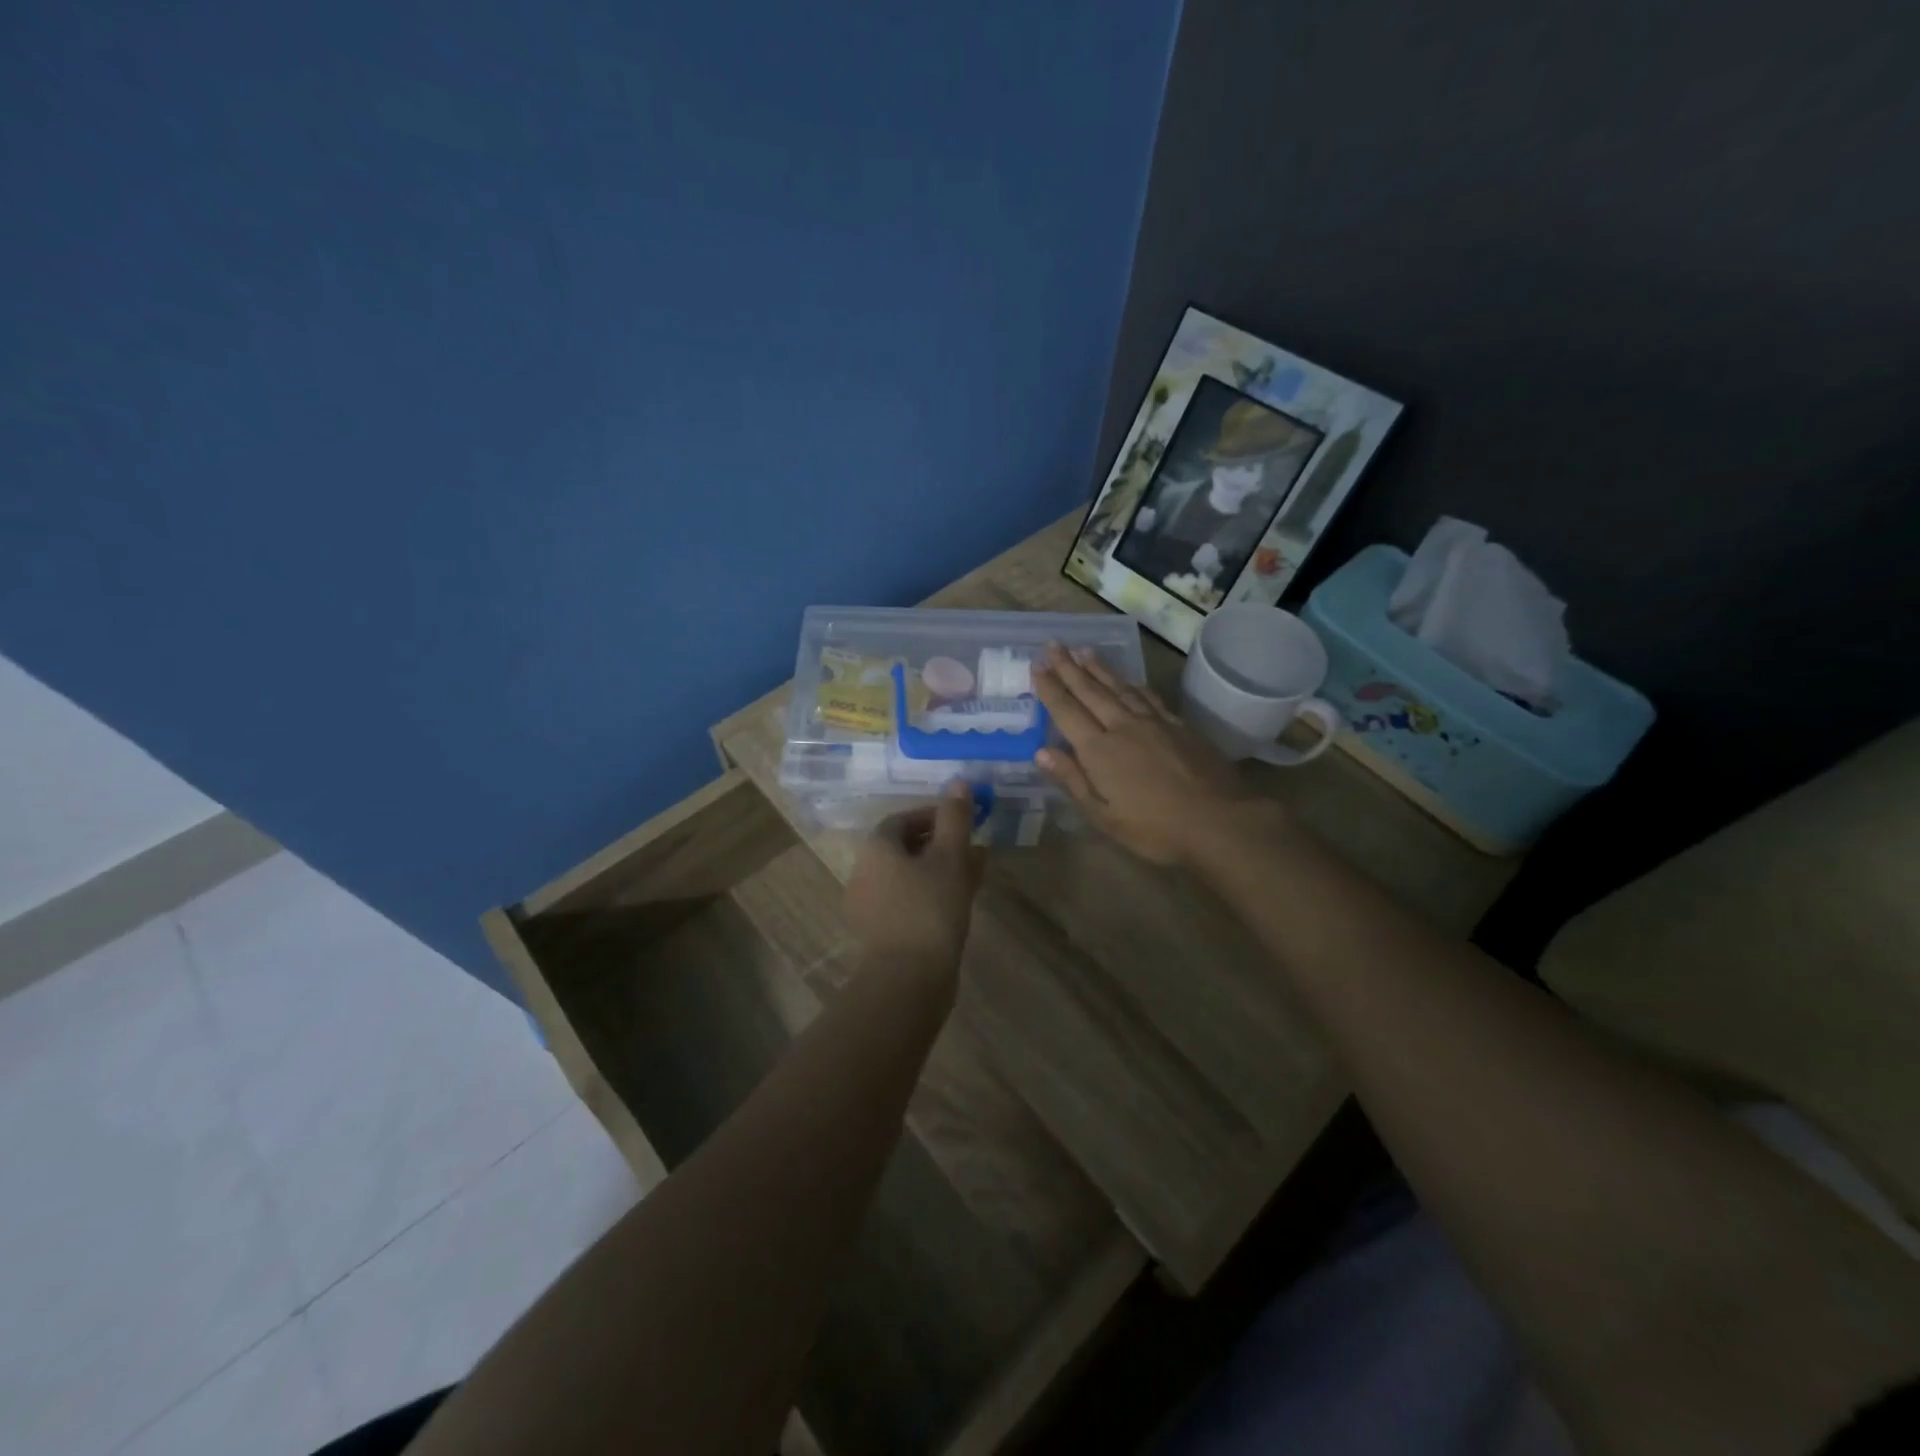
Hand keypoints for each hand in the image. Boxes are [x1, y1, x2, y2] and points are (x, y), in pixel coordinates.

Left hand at [844, 780, 983, 977]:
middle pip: (904, 848)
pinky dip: (932, 895)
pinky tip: (959, 904)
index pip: (902, 820)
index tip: (962, 821)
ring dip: (939, 870)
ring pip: (908, 877)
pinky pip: (908, 902)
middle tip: (972, 848)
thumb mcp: (949, 857)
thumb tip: (958, 781)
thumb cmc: (930, 909)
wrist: (908, 980)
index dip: (933, 816)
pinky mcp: (880, 934)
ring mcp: (869, 906)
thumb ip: (954, 818)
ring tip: (974, 875)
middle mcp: (864, 873)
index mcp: (875, 849)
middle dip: (940, 844)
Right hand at [1033, 646, 1268, 865]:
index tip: (1036, 665)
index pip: (1067, 711)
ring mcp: (1154, 723)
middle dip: (1069, 667)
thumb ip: (1072, 781)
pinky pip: (1148, 697)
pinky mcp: (1179, 726)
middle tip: (1052, 645)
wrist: (1220, 821)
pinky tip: (1129, 679)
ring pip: (1119, 687)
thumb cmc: (1154, 828)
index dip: (1050, 688)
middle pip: (1090, 691)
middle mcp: (1123, 727)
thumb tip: (1040, 752)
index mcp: (1099, 750)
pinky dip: (1133, 684)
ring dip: (1099, 668)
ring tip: (1083, 650)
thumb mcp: (1104, 815)